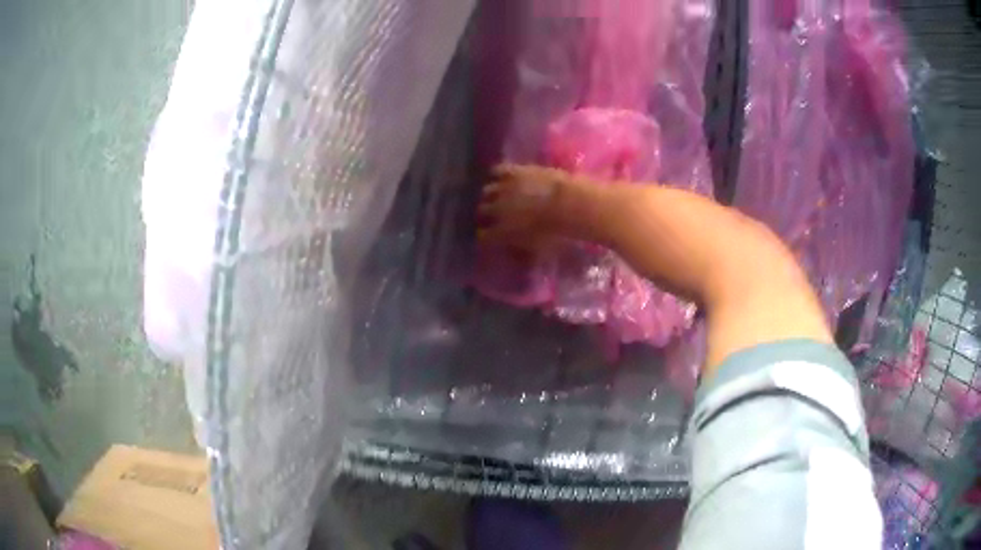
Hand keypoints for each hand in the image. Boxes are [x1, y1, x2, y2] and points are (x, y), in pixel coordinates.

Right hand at [477, 163, 569, 250]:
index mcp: (500, 233)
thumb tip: (517, 254)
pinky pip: (497, 171)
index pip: (484, 236)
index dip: (486, 236)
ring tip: (498, 195)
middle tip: (494, 215)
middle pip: (482, 211)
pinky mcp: (513, 172)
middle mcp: (496, 210)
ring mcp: (502, 189)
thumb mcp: (539, 250)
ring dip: (491, 194)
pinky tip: (503, 176)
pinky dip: (498, 174)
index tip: (490, 237)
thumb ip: (523, 252)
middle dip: (486, 214)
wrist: (568, 206)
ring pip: (487, 191)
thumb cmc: (556, 234)